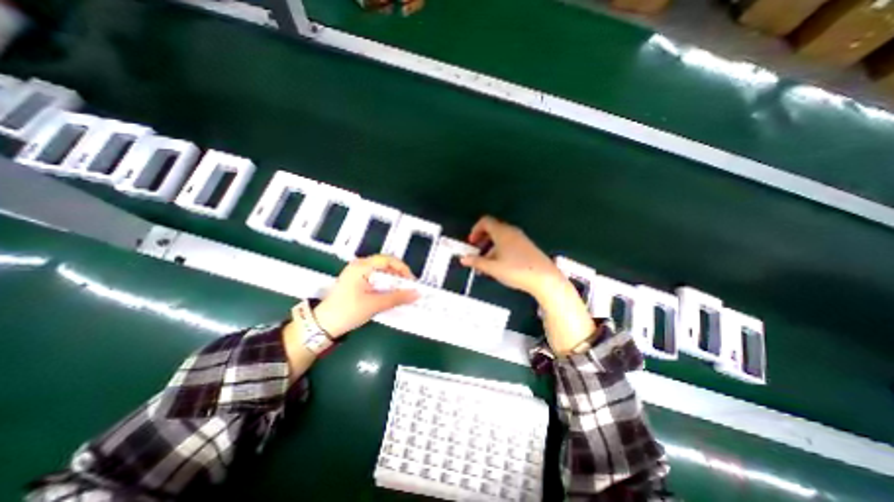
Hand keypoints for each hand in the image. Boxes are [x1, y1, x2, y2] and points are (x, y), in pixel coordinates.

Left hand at [311, 255, 420, 335]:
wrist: (322, 325)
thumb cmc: (348, 311)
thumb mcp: (374, 304)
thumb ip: (397, 298)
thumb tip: (417, 294)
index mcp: (362, 267)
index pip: (388, 260)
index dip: (402, 269)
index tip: (411, 281)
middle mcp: (359, 266)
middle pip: (385, 265)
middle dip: (398, 276)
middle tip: (408, 288)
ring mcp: (356, 273)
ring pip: (381, 272)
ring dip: (392, 281)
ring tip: (401, 292)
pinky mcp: (356, 281)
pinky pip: (375, 278)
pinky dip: (385, 285)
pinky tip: (389, 294)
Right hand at [461, 214, 563, 299]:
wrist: (544, 278)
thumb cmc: (518, 270)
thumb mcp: (492, 268)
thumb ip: (476, 262)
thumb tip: (464, 259)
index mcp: (502, 232)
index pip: (485, 221)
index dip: (475, 230)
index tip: (471, 242)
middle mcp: (512, 232)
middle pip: (493, 229)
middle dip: (482, 240)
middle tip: (476, 252)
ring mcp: (521, 239)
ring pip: (501, 238)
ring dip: (490, 247)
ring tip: (486, 263)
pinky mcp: (527, 247)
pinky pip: (509, 243)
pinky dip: (500, 250)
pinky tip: (500, 265)